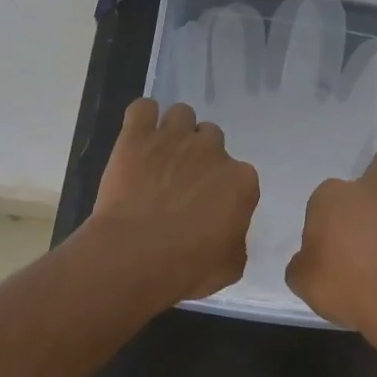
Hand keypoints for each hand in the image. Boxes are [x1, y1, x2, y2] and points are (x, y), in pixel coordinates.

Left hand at [86, 98, 260, 305]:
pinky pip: (143, 108)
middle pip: (211, 138)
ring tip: (160, 155)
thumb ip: (235, 240)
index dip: (222, 189)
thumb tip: (228, 233)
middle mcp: (212, 151)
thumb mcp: (230, 266)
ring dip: (175, 131)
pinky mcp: (137, 136)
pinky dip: (142, 119)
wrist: (135, 257)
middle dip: (199, 156)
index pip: (239, 175)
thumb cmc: (187, 268)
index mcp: (241, 181)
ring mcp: (174, 138)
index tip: (208, 206)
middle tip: (181, 181)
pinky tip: (138, 136)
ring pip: (182, 114)